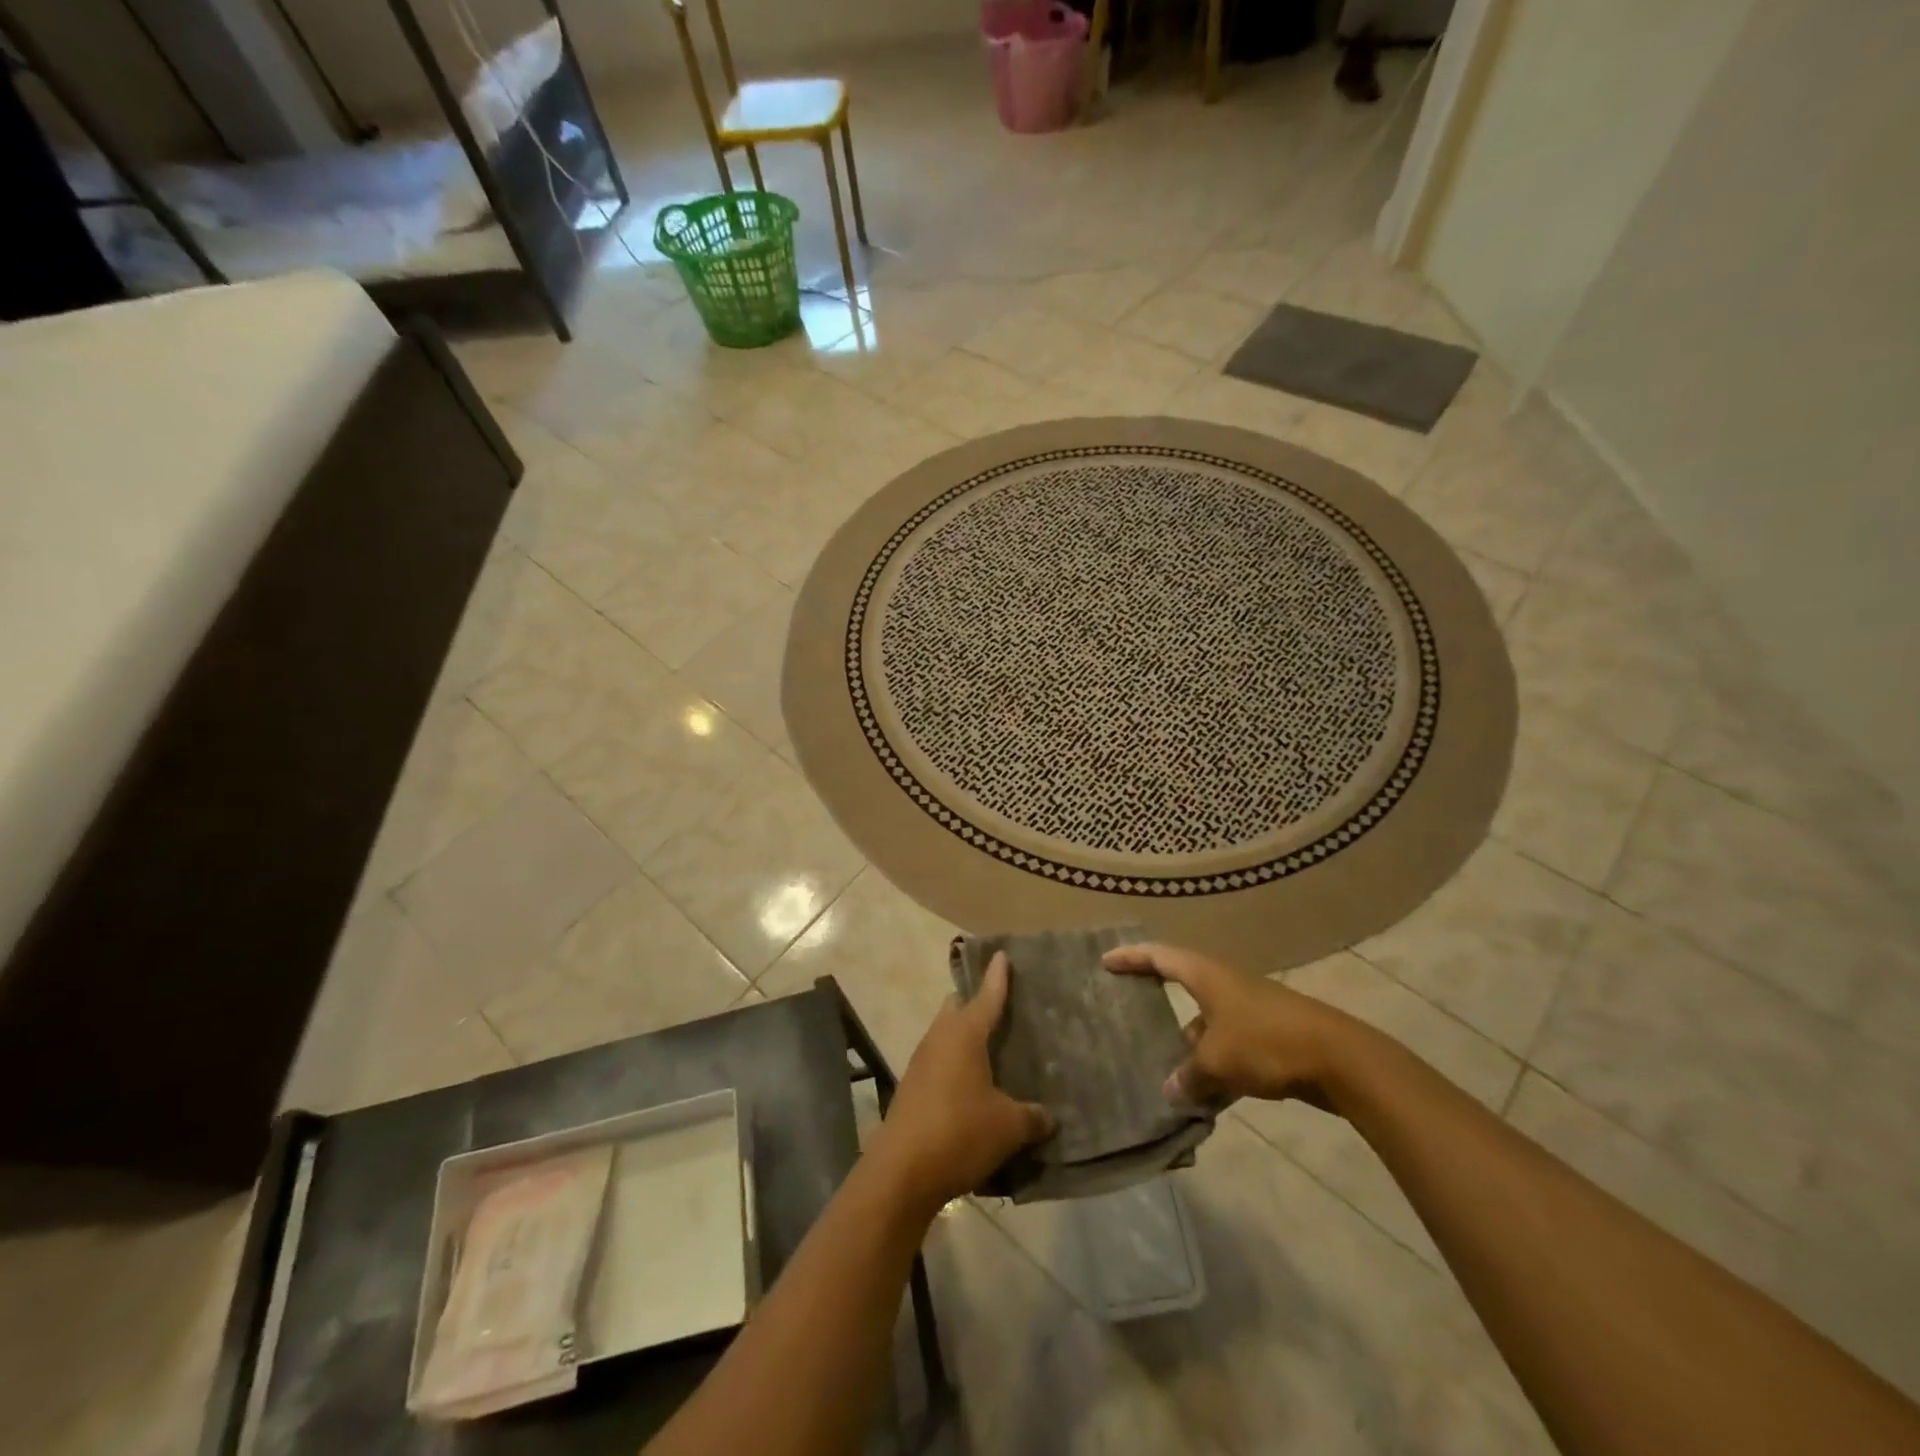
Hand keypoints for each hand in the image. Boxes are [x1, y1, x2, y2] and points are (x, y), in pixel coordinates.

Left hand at [872, 952, 1053, 1209]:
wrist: (901, 1172)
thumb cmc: (960, 1133)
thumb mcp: (1008, 1126)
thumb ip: (1032, 1117)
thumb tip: (1048, 1117)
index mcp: (965, 1033)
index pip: (987, 995)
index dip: (997, 976)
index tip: (1001, 954)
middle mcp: (939, 1038)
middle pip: (956, 1008)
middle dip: (974, 1003)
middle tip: (1001, 1009)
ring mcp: (920, 1062)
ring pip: (944, 1035)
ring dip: (964, 1038)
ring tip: (991, 1051)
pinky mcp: (911, 1088)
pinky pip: (937, 1063)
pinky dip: (954, 1065)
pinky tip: (971, 1088)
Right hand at [1103, 942, 1360, 1110]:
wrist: (1340, 1059)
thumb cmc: (1267, 1043)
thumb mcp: (1218, 1061)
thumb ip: (1189, 1076)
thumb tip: (1170, 1092)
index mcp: (1207, 976)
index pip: (1160, 957)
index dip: (1132, 957)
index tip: (1106, 961)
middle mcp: (1226, 986)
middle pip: (1183, 987)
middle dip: (1157, 1004)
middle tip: (1129, 1016)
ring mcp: (1250, 1011)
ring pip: (1207, 1025)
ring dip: (1188, 1047)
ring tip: (1166, 1074)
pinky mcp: (1270, 1038)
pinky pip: (1230, 1049)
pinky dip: (1215, 1068)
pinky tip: (1207, 1099)